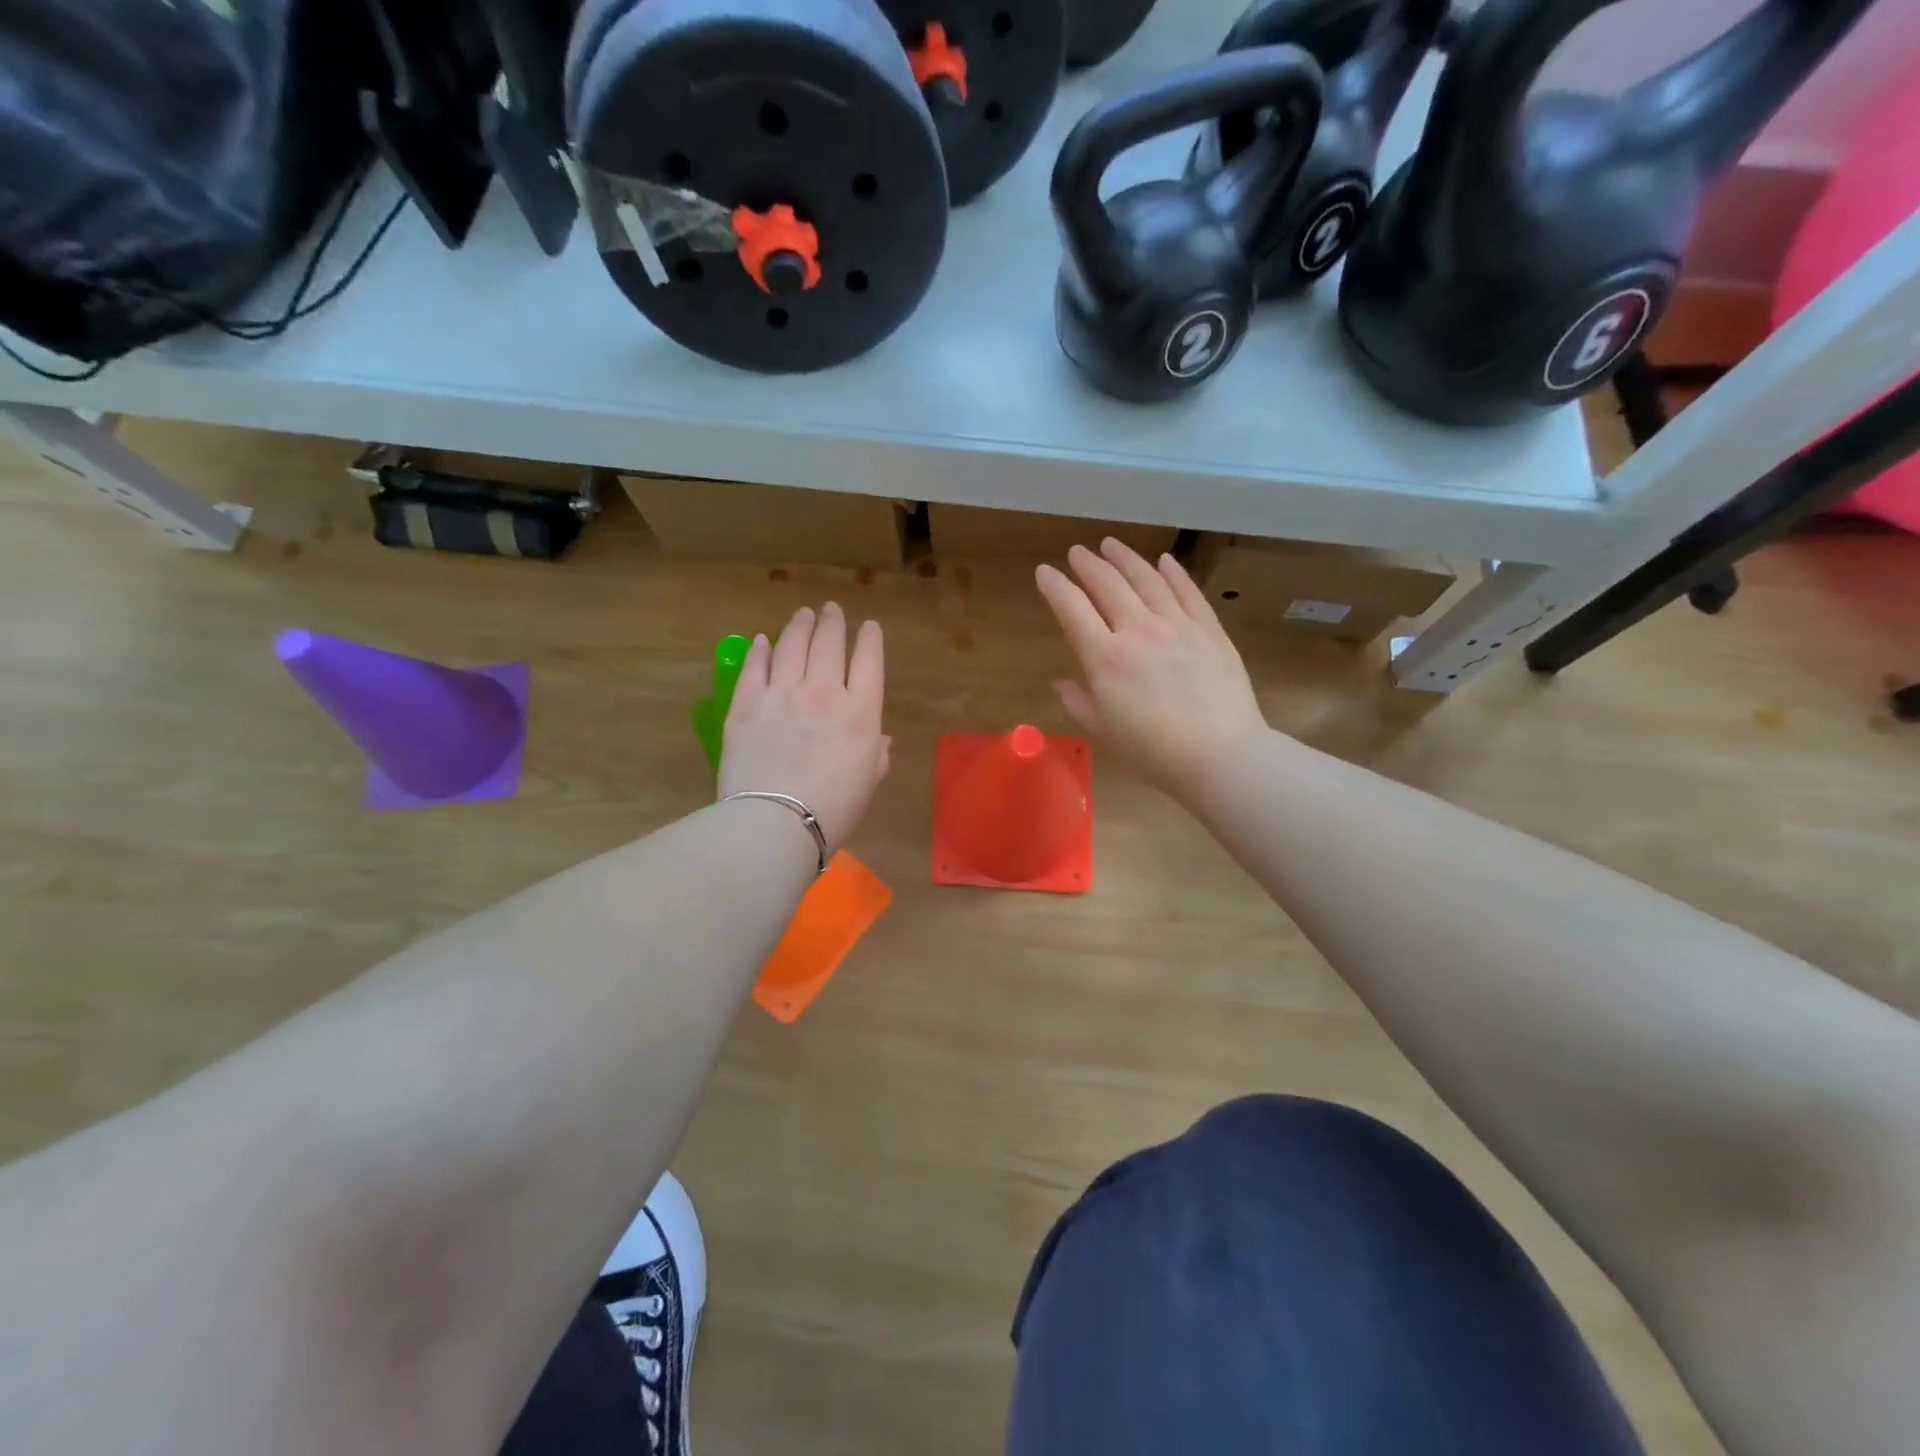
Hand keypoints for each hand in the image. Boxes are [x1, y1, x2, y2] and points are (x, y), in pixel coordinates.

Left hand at [719, 603, 890, 852]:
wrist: (775, 823)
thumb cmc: (833, 810)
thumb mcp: (868, 783)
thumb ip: (877, 754)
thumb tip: (878, 738)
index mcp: (861, 712)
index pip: (869, 661)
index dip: (870, 639)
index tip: (869, 626)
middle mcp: (824, 692)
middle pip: (829, 644)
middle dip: (833, 622)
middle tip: (831, 610)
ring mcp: (781, 693)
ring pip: (792, 646)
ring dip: (800, 626)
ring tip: (803, 615)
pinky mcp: (746, 703)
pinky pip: (755, 666)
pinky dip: (761, 650)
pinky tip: (763, 640)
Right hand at [1037, 540, 1266, 800]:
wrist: (1221, 756)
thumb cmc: (1155, 753)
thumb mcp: (1105, 733)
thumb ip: (1079, 702)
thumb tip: (1061, 683)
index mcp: (1105, 659)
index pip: (1072, 609)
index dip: (1055, 586)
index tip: (1044, 572)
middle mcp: (1138, 631)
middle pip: (1108, 585)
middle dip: (1088, 564)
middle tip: (1078, 552)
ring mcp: (1177, 626)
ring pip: (1147, 579)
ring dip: (1126, 558)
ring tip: (1111, 544)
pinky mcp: (1210, 630)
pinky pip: (1188, 592)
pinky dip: (1174, 572)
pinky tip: (1164, 560)